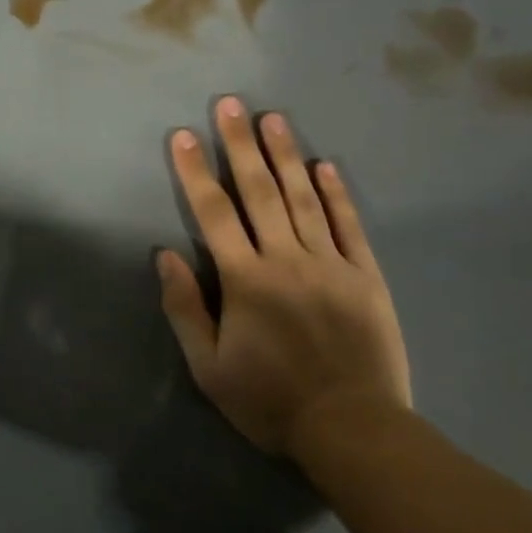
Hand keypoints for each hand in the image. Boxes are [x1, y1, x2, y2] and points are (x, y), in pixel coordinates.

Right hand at [157, 98, 410, 459]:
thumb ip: (186, 308)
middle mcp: (286, 259)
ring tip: (273, 118)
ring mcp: (330, 263)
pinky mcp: (365, 275)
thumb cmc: (270, 401)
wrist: (351, 429)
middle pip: (259, 192)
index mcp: (246, 280)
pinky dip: (336, 193)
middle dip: (240, 144)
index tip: (184, 135)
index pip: (214, 213)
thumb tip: (166, 255)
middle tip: (231, 103)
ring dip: (286, 155)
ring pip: (303, 198)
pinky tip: (325, 164)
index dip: (196, 172)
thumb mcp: (209, 368)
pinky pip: (349, 225)